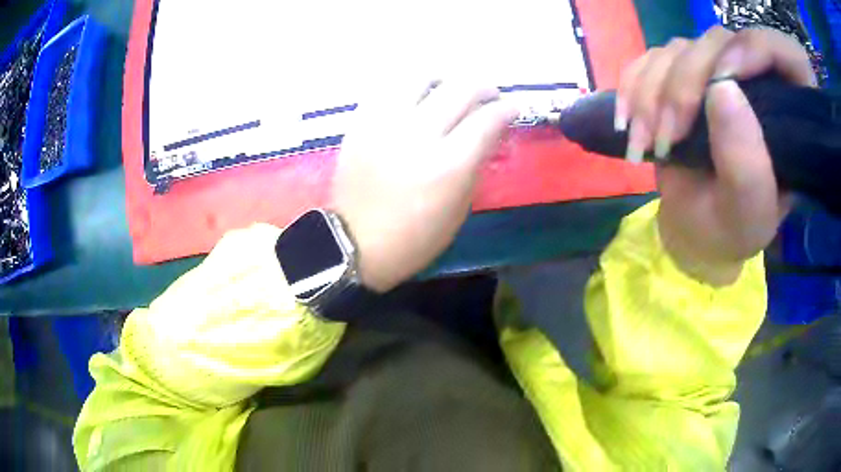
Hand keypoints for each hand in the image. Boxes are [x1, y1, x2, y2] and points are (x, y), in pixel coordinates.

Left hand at [332, 82, 517, 291]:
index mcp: (448, 165)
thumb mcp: (458, 210)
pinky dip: (409, 84)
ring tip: (451, 87)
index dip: (506, 108)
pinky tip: (417, 94)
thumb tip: (490, 131)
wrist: (353, 243)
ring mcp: (384, 124)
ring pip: (421, 77)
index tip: (512, 107)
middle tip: (489, 95)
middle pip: (459, 89)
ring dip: (445, 77)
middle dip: (483, 87)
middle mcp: (417, 134)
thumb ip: (476, 164)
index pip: (487, 119)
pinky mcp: (360, 122)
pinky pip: (387, 86)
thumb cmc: (413, 238)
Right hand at [616, 27, 815, 284]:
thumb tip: (723, 88)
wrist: (695, 229)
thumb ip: (747, 165)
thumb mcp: (748, 215)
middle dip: (686, 84)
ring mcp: (714, 73)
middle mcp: (755, 83)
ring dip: (652, 94)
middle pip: (720, 42)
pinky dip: (632, 87)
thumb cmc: (730, 230)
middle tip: (669, 137)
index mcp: (788, 119)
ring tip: (645, 144)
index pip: (788, 56)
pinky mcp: (681, 74)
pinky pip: (650, 58)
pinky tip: (628, 123)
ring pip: (679, 48)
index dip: (759, 49)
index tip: (728, 80)